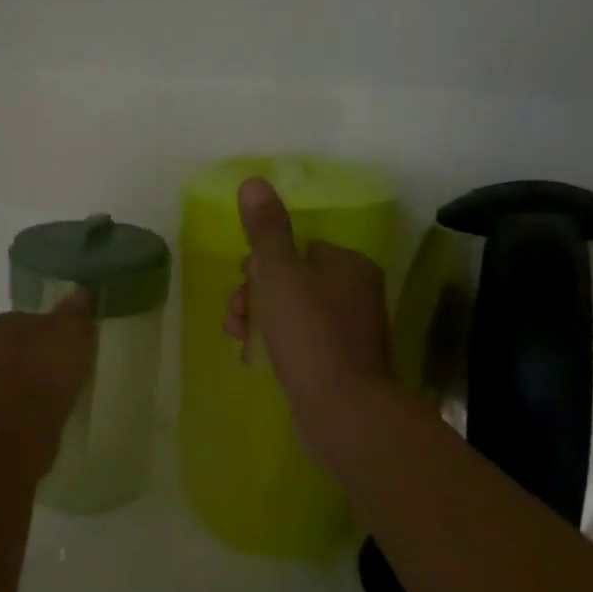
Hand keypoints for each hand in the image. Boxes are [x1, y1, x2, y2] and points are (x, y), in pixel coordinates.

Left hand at [0, 291, 94, 478]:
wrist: (18, 432)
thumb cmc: (44, 371)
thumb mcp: (70, 331)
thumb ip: (75, 310)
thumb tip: (80, 291)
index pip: (29, 318)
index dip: (52, 329)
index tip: (72, 342)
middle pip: (22, 347)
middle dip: (43, 356)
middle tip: (71, 367)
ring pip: (19, 376)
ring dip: (37, 383)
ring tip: (64, 392)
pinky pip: (18, 403)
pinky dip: (33, 405)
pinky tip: (51, 412)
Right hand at [223, 177, 392, 453]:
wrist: (342, 410)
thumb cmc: (309, 332)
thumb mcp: (279, 273)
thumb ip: (266, 229)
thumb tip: (254, 181)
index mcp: (348, 266)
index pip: (300, 248)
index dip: (264, 261)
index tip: (243, 278)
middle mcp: (355, 294)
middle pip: (292, 281)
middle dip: (254, 294)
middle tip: (236, 314)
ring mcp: (349, 333)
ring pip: (291, 313)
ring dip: (258, 320)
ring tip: (237, 337)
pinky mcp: (339, 366)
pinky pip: (299, 344)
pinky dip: (274, 345)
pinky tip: (253, 358)